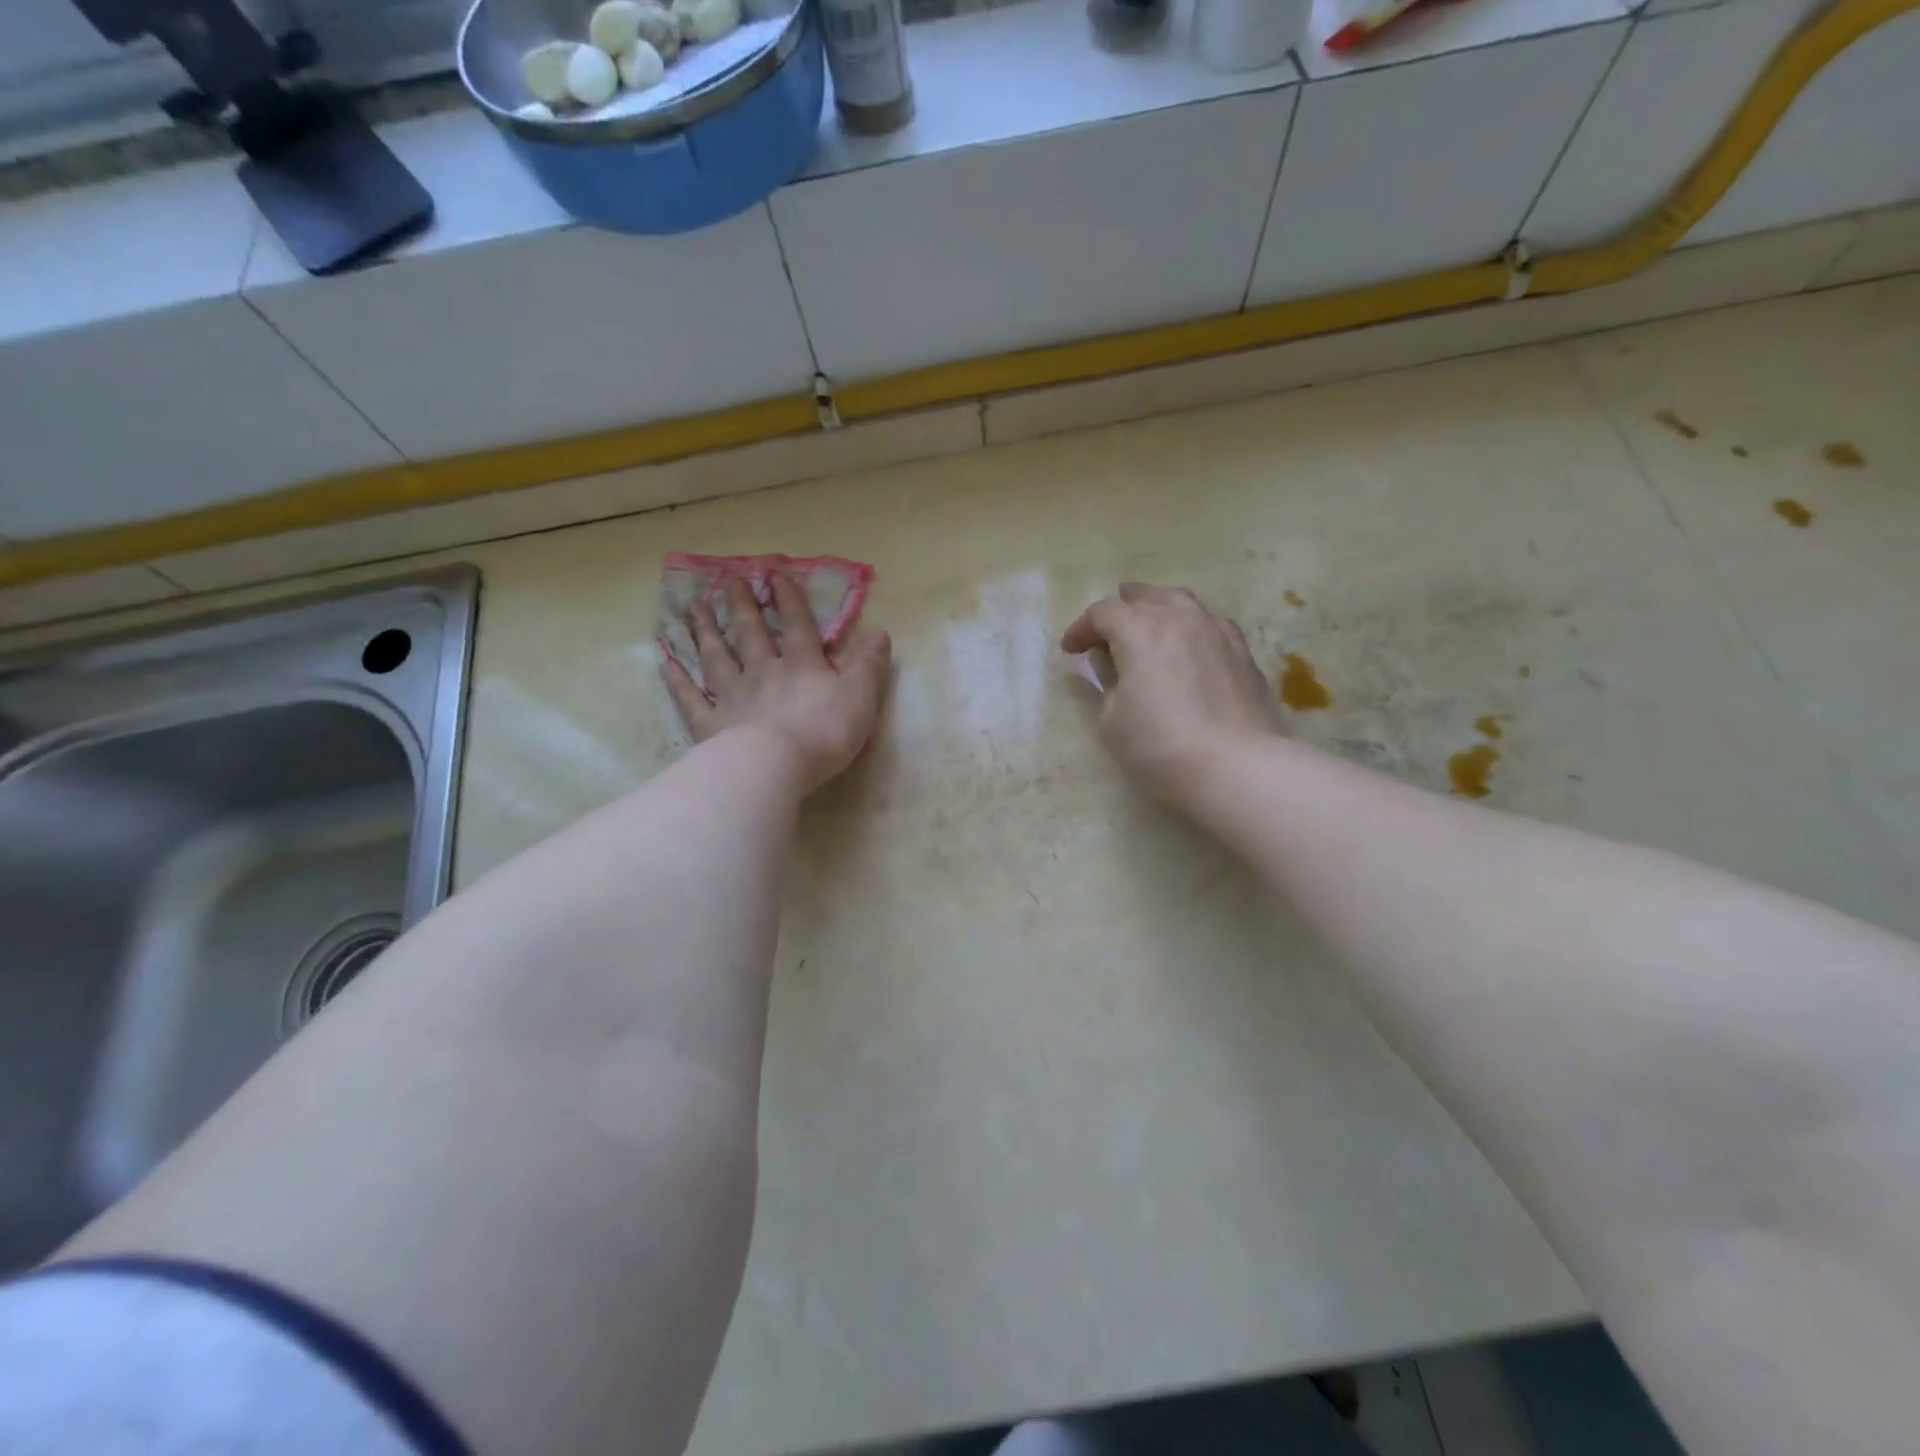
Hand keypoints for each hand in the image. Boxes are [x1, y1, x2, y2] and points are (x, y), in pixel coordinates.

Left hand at [662, 572, 891, 794]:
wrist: (775, 764)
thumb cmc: (825, 732)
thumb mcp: (861, 697)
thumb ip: (869, 666)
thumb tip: (881, 633)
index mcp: (802, 666)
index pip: (797, 625)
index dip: (788, 598)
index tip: (774, 573)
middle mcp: (763, 672)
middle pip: (750, 634)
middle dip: (741, 606)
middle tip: (728, 581)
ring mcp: (731, 697)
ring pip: (716, 657)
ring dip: (706, 632)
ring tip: (694, 609)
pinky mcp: (709, 725)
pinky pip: (689, 699)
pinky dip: (677, 681)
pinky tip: (665, 663)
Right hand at [1061, 583, 1279, 806]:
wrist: (1237, 766)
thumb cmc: (1160, 745)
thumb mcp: (1112, 722)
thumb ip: (1108, 687)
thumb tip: (1116, 671)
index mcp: (1140, 631)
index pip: (1103, 613)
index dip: (1081, 629)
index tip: (1070, 650)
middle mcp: (1180, 619)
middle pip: (1145, 597)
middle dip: (1121, 608)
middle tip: (1107, 627)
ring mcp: (1217, 632)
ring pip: (1182, 603)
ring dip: (1158, 609)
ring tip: (1149, 623)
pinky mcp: (1242, 653)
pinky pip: (1209, 624)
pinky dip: (1189, 626)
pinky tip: (1189, 644)